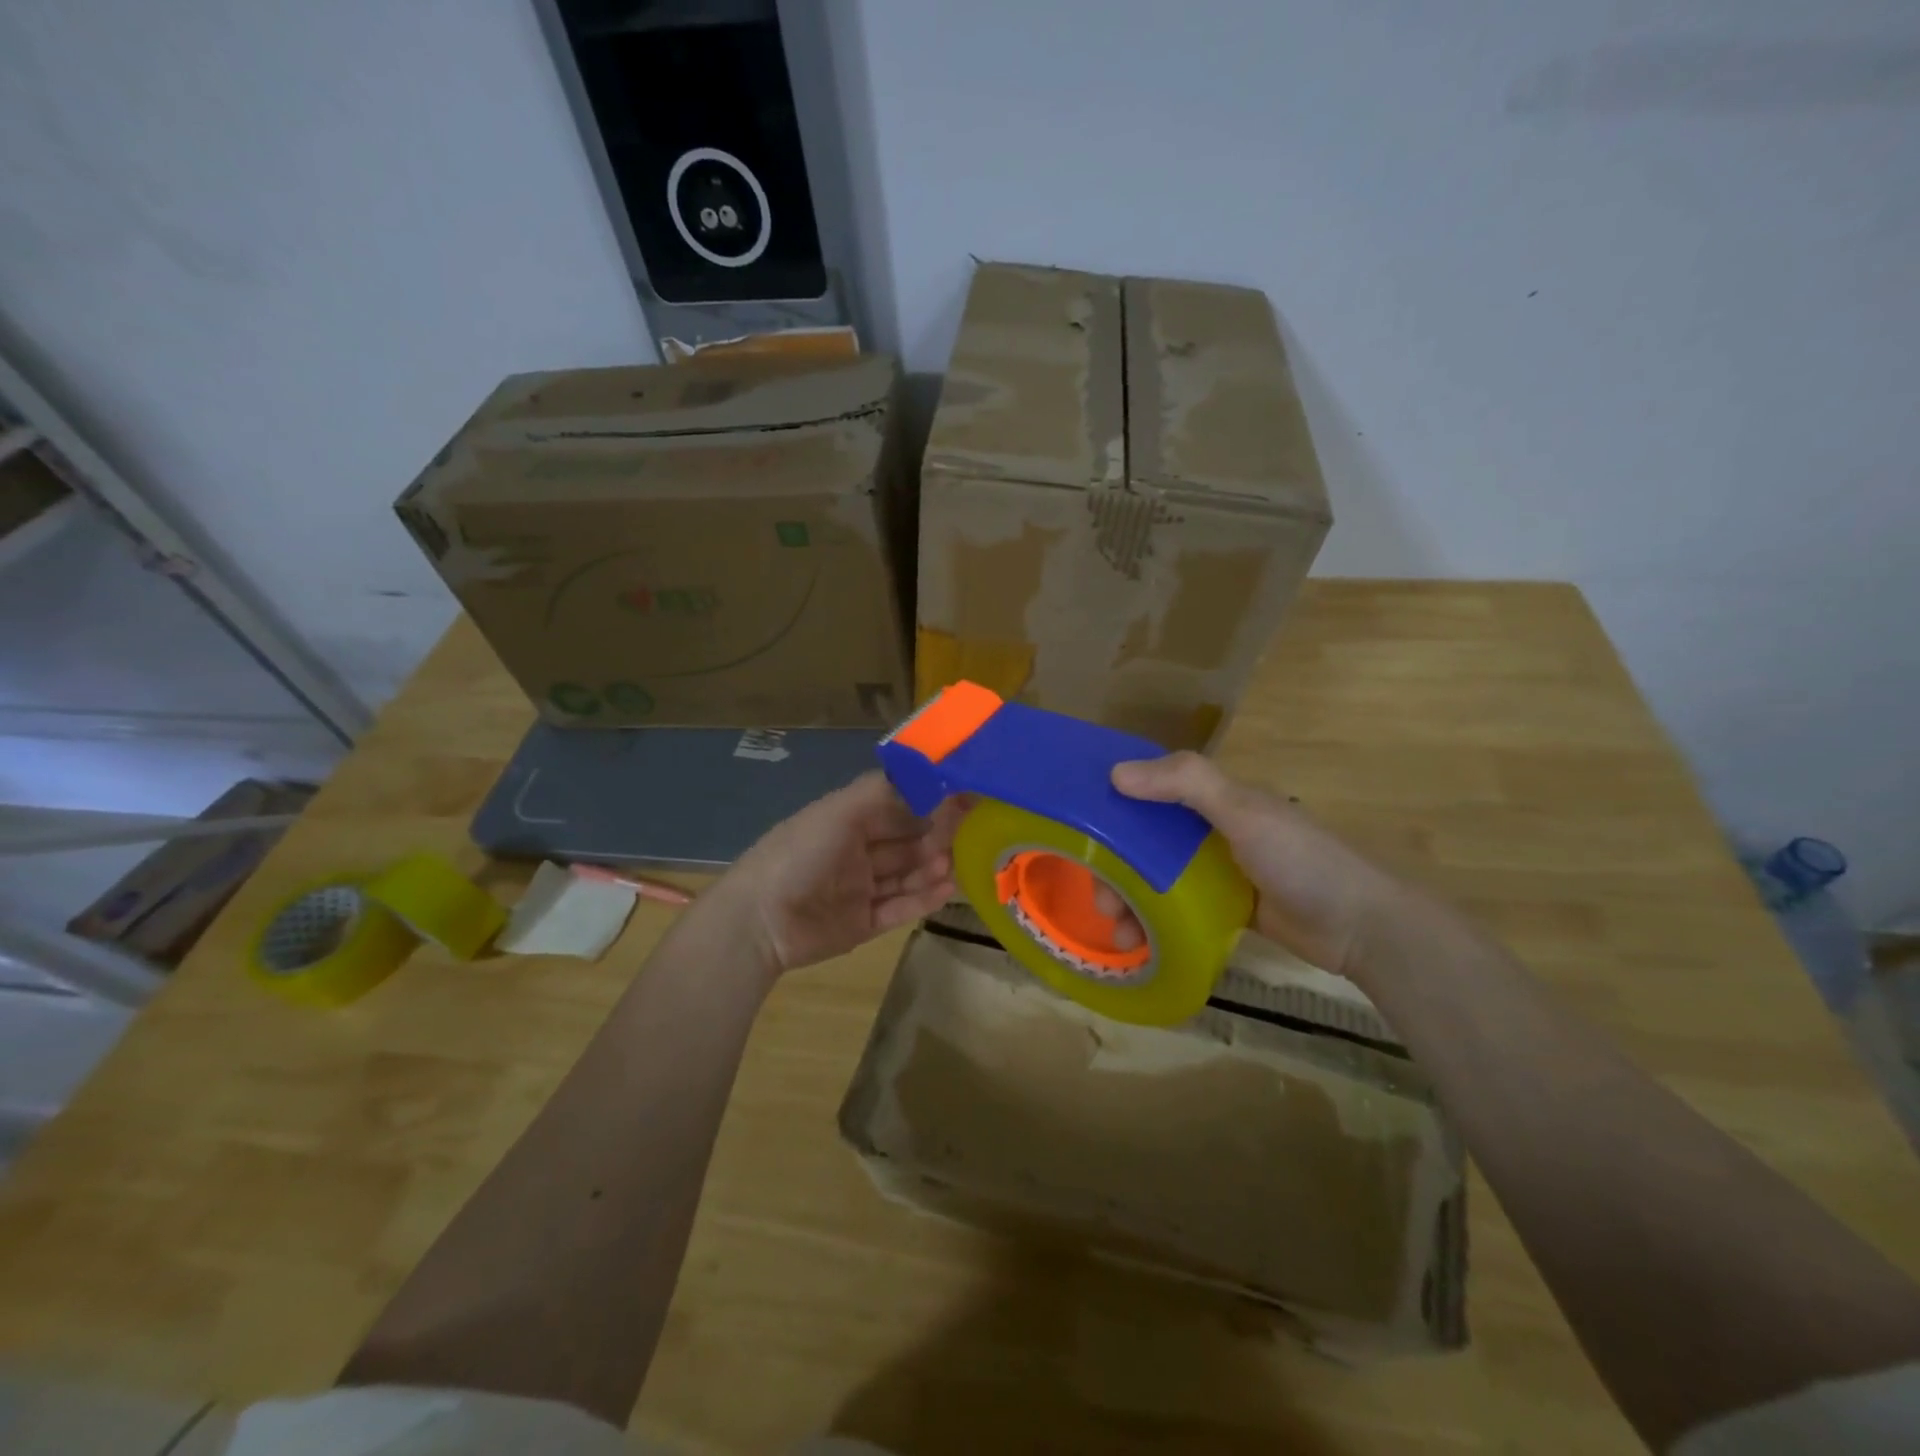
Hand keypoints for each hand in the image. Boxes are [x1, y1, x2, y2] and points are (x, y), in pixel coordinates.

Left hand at [719, 771, 963, 976]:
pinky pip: (899, 909)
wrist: (760, 921)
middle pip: (904, 842)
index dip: (926, 803)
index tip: (962, 797)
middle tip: (966, 834)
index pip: (895, 807)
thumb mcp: (839, 812)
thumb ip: (882, 792)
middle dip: (933, 837)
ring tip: (955, 864)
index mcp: (847, 822)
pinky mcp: (862, 924)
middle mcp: (855, 852)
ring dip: (931, 868)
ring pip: (905, 875)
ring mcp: (859, 890)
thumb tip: (925, 776)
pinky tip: (947, 889)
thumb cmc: (801, 855)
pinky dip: (922, 899)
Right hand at [1109, 752, 1404, 979]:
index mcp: (1214, 799)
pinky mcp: (1224, 908)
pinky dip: (1154, 922)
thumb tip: (1115, 773)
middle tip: (1101, 901)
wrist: (1361, 926)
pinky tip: (1138, 944)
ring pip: (1156, 879)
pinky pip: (1176, 909)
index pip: (1150, 791)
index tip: (1078, 830)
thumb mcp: (1243, 812)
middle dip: (1116, 869)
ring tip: (1121, 936)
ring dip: (1131, 902)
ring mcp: (1217, 871)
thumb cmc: (1300, 860)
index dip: (1113, 805)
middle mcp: (1209, 830)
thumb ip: (1186, 784)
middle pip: (1144, 842)